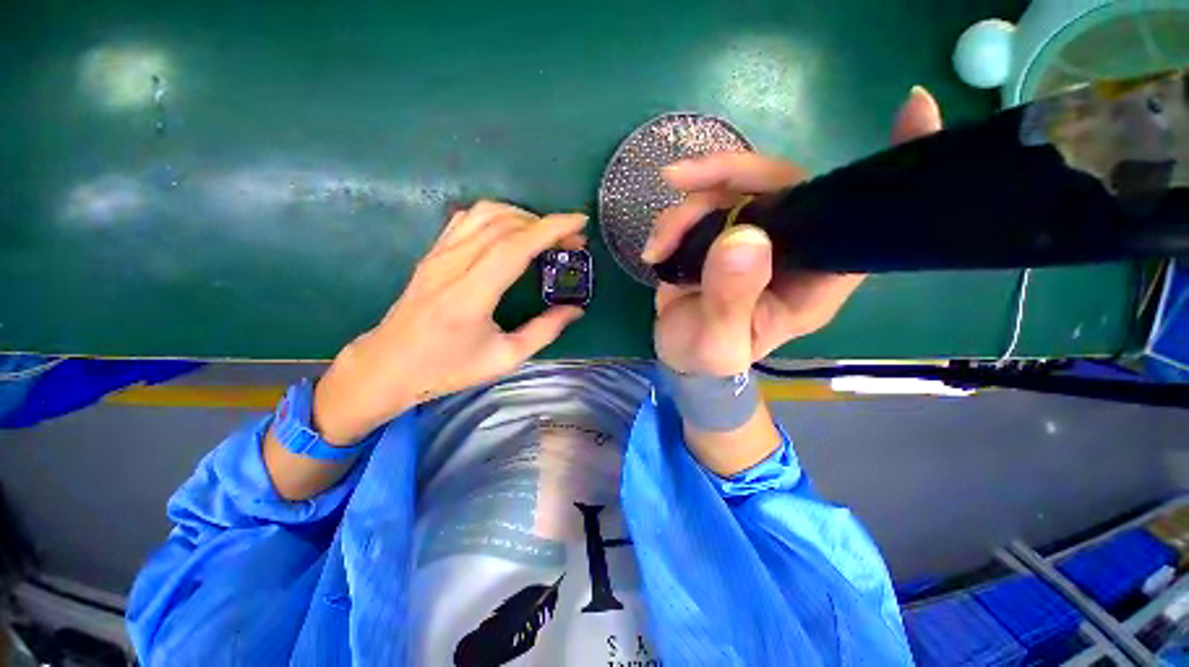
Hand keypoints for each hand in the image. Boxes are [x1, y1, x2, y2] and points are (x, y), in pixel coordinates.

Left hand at [312, 201, 587, 443]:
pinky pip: (468, 219)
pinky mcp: (432, 252)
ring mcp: (439, 254)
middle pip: (504, 224)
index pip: (515, 246)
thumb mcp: (505, 358)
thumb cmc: (448, 368)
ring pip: (485, 213)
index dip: (550, 228)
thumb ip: (544, 331)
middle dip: (545, 224)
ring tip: (545, 235)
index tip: (579, 222)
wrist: (389, 365)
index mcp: (471, 295)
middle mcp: (452, 265)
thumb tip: (576, 309)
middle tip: (571, 240)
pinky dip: (498, 216)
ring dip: (522, 216)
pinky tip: (512, 232)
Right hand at [645, 87, 943, 374]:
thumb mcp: (718, 343)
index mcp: (812, 281)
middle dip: (727, 174)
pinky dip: (672, 221)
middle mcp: (791, 250)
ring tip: (658, 247)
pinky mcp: (720, 235)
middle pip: (780, 185)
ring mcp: (753, 237)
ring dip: (685, 210)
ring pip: (729, 191)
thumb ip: (730, 300)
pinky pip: (700, 205)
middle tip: (679, 179)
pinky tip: (654, 249)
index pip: (860, 224)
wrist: (679, 355)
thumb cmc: (708, 358)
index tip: (916, 109)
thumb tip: (742, 238)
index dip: (889, 171)